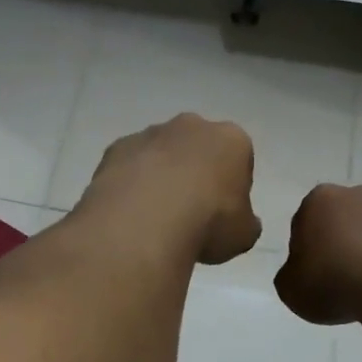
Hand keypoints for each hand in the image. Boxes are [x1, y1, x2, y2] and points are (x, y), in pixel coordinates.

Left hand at [78, 114, 261, 265]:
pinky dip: (130, 183)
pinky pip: (129, 165)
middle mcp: (191, 126)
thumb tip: (241, 223)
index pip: (238, 158)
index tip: (222, 212)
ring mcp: (149, 134)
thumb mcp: (243, 235)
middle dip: (194, 172)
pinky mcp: (116, 148)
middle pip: (197, 147)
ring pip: (160, 154)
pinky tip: (130, 212)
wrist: (146, 219)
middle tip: (189, 211)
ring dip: (159, 176)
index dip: (231, 186)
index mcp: (231, 139)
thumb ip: (245, 223)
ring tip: (155, 216)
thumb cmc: (208, 222)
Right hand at [275, 183, 361, 324]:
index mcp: (318, 201)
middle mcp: (359, 195)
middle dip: (342, 243)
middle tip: (342, 280)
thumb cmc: (334, 281)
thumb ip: (291, 275)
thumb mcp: (290, 289)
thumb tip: (303, 272)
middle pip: (344, 220)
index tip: (313, 277)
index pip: (304, 223)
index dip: (307, 252)